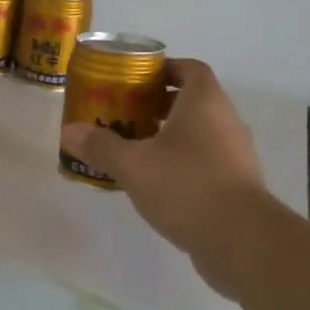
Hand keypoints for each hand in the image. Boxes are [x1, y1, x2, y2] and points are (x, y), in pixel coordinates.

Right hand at [59, 59, 269, 286]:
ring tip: (134, 149)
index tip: (136, 81)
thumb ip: (101, 146)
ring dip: (170, 136)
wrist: (241, 240)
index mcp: (205, 102)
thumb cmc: (186, 185)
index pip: (190, 69)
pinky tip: (155, 183)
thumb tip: (68, 132)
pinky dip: (182, 164)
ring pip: (199, 134)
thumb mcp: (133, 164)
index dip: (164, 70)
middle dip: (158, 105)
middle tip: (125, 115)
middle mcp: (226, 121)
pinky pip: (206, 162)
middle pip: (193, 101)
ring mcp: (236, 154)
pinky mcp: (237, 185)